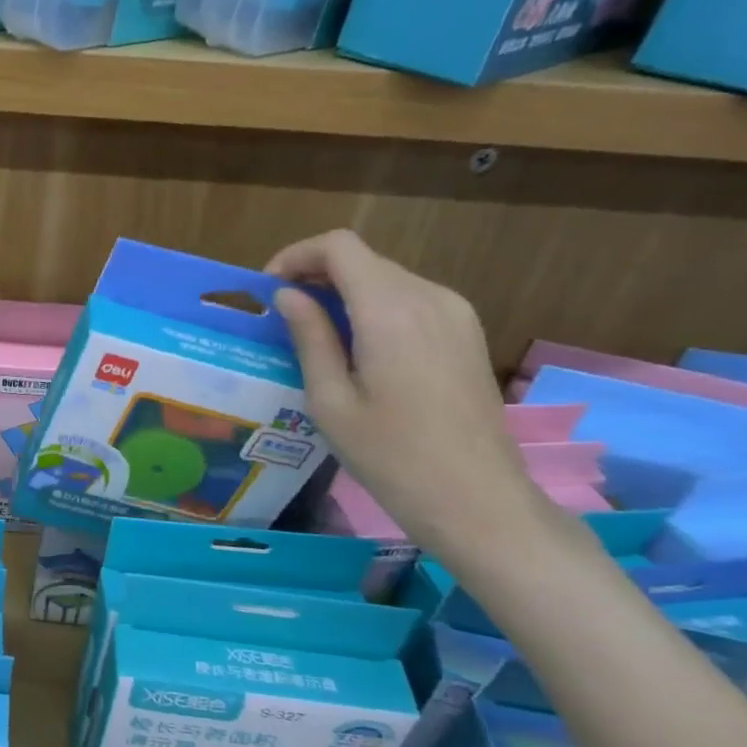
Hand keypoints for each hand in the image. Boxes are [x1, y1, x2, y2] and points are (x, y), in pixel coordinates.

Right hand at [267, 230, 544, 552]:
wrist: (476, 499)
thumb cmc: (390, 455)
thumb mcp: (330, 400)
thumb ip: (309, 337)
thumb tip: (288, 295)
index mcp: (390, 310)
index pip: (339, 247)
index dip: (296, 256)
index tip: (269, 290)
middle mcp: (428, 296)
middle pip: (364, 259)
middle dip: (317, 275)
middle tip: (284, 316)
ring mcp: (456, 313)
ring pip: (388, 278)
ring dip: (346, 292)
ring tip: (317, 335)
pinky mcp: (467, 332)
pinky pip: (412, 300)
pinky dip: (376, 308)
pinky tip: (360, 349)